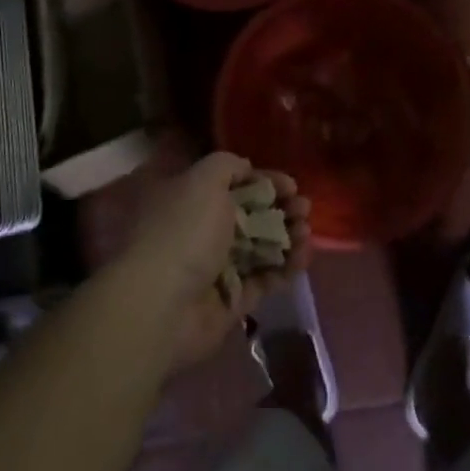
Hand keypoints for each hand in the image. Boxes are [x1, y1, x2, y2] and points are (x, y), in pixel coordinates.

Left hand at [117, 152, 311, 369]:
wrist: (162, 305)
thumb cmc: (184, 231)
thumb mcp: (204, 180)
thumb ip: (228, 165)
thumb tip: (247, 170)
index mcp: (188, 200)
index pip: (232, 184)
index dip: (263, 181)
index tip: (290, 184)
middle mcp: (199, 232)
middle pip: (249, 216)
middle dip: (280, 208)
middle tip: (304, 208)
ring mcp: (215, 268)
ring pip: (260, 247)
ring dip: (287, 236)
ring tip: (306, 231)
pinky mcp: (231, 300)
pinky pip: (264, 279)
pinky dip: (285, 267)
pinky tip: (303, 256)